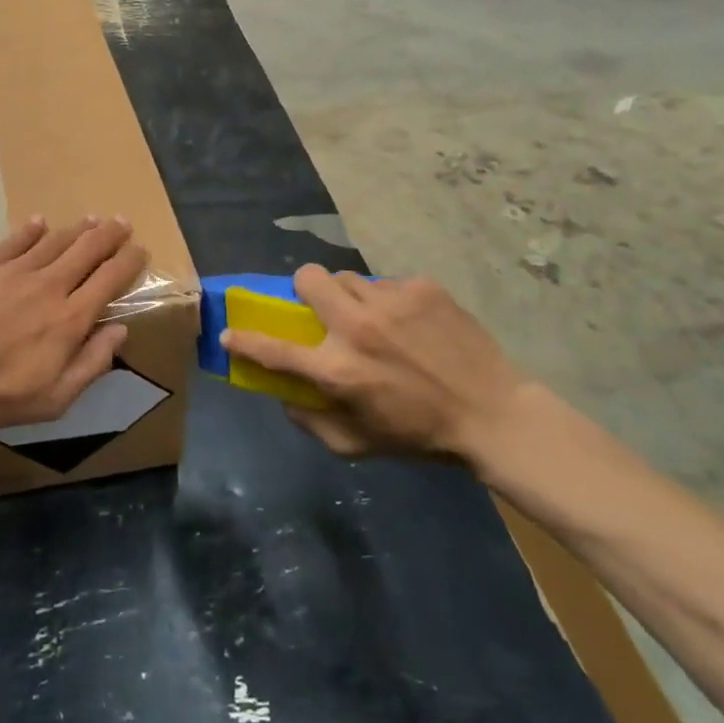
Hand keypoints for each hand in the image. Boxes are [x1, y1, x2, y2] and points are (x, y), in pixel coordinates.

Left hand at [0, 216, 149, 441]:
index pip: (110, 279)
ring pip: (56, 240)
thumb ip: (92, 362)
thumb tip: (120, 331)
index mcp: (70, 317)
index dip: (129, 261)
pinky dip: (31, 229)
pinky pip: (16, 240)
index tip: (140, 250)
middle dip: (110, 234)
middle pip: (87, 249)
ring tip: (92, 219)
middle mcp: (50, 284)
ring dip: (78, 228)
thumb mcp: (54, 397)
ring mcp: (15, 270)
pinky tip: (39, 222)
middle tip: (122, 223)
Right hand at [223, 266, 526, 467]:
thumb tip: (282, 394)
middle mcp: (356, 328)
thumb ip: (311, 422)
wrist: (494, 414)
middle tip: (323, 310)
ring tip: (373, 318)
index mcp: (337, 370)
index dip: (244, 340)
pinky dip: (389, 301)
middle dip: (306, 290)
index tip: (229, 333)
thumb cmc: (420, 436)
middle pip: (307, 278)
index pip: (273, 349)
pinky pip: (386, 283)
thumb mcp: (358, 445)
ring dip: (348, 295)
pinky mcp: (421, 288)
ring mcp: (390, 302)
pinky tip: (412, 324)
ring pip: (346, 276)